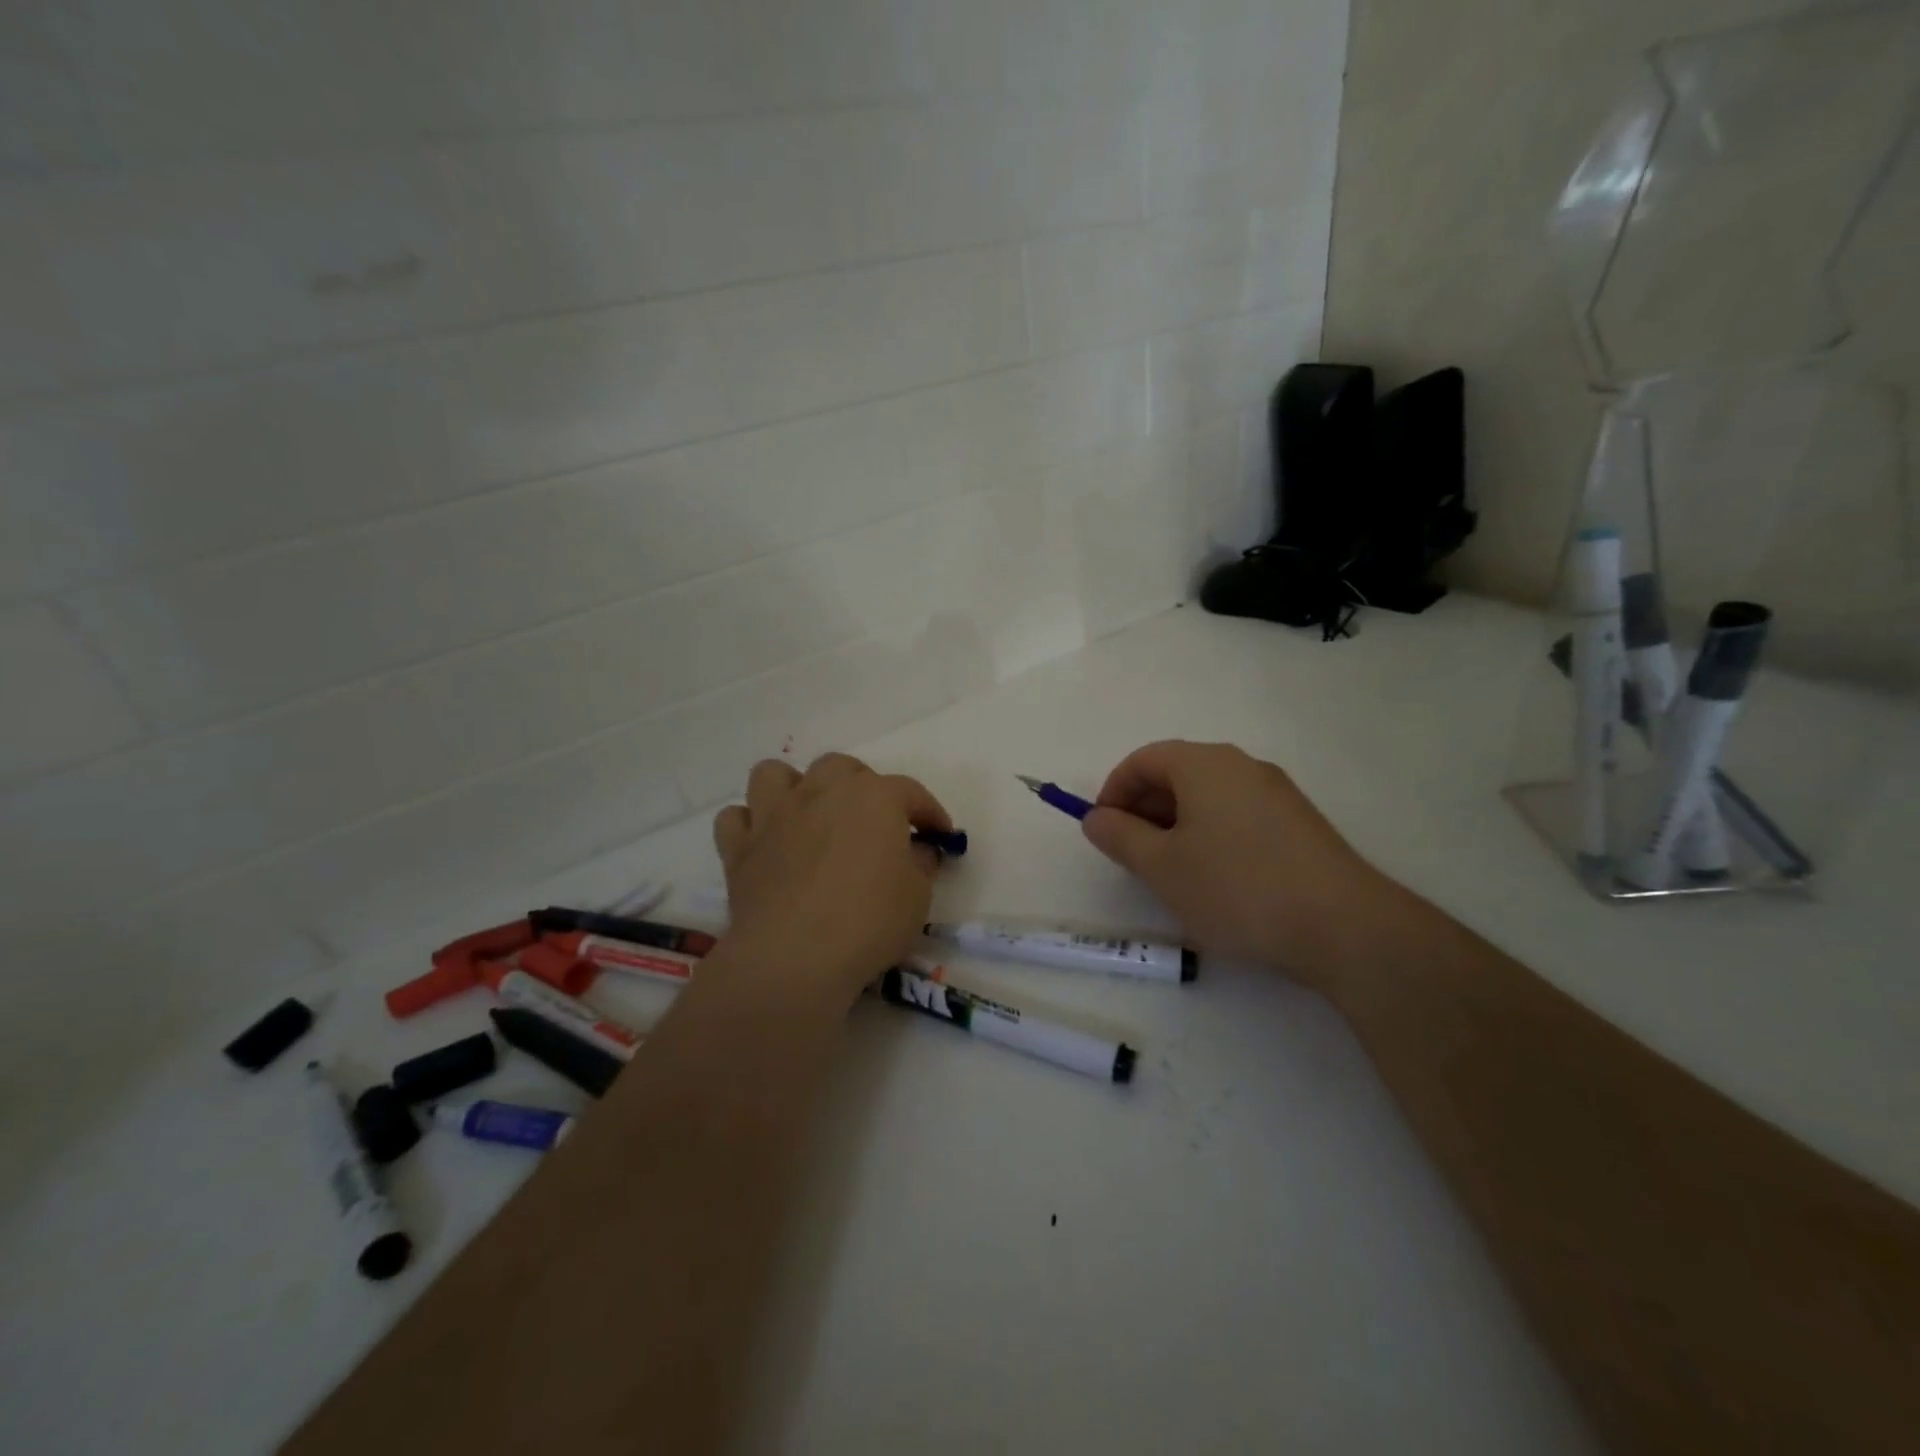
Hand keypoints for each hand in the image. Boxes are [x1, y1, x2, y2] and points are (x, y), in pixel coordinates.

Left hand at [712, 753, 951, 1006]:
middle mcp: (821, 792)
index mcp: (873, 798)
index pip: (910, 792)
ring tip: (809, 816)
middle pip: (842, 768)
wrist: (795, 956)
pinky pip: (736, 818)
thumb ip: (921, 863)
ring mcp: (775, 815)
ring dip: (794, 788)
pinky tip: (766, 844)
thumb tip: (918, 850)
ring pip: (776, 774)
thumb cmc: (869, 921)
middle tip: (875, 823)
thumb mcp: (918, 896)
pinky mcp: (739, 848)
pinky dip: (750, 825)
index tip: (940, 834)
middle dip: (862, 787)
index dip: (929, 812)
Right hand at [1080, 740, 1390, 990]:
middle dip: (1144, 809)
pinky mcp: (1299, 823)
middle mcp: (1242, 766)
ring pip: (1208, 796)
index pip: (1143, 760)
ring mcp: (1276, 793)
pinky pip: (1237, 815)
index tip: (1103, 831)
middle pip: (1176, 773)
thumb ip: (1119, 836)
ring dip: (1176, 825)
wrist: (1344, 926)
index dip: (1113, 791)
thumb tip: (1096, 817)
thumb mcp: (1161, 867)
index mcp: (1204, 764)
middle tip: (1132, 856)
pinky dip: (1210, 834)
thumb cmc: (1236, 888)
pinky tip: (1215, 879)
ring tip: (1171, 873)